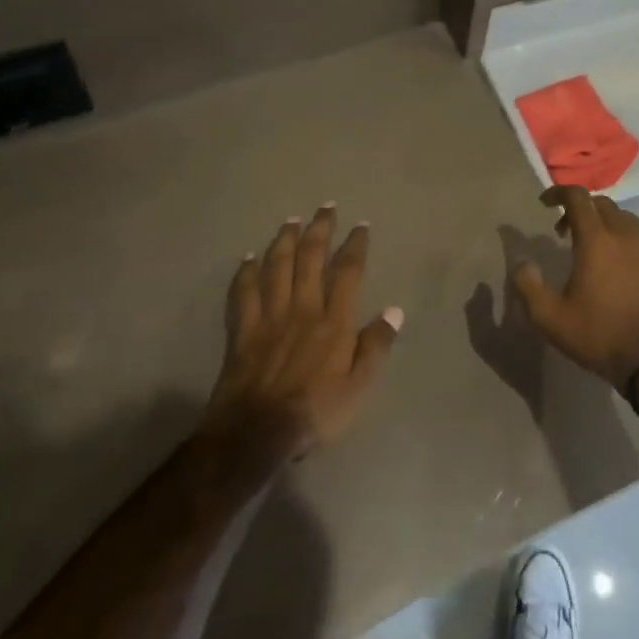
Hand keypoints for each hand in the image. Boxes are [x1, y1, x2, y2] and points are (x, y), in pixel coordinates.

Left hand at [204, 206, 403, 458]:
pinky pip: (243, 292)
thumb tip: (394, 310)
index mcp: (334, 321)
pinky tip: (249, 257)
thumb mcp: (360, 387)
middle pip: (311, 258)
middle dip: (320, 229)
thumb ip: (376, 346)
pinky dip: (246, 271)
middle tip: (325, 207)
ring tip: (291, 220)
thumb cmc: (316, 411)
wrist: (258, 431)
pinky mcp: (243, 329)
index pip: (348, 272)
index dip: (355, 245)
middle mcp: (303, 308)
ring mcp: (269, 316)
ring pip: (277, 267)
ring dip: (285, 240)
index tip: (360, 225)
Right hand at [511, 186, 638, 389]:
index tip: (545, 203)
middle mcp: (628, 235)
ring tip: (597, 250)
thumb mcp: (549, 318)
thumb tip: (522, 261)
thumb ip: (528, 284)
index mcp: (597, 241)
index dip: (558, 193)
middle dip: (582, 211)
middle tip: (566, 233)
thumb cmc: (598, 337)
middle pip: (604, 205)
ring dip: (608, 226)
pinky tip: (626, 268)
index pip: (577, 197)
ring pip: (628, 221)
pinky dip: (631, 244)